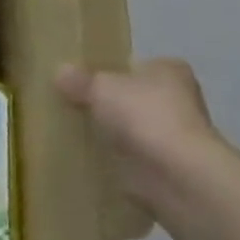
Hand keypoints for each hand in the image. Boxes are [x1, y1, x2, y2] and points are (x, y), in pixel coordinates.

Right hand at [55, 58, 226, 206]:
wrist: (175, 173)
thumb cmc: (144, 115)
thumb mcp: (101, 88)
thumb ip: (80, 80)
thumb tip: (60, 71)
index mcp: (169, 70)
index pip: (134, 66)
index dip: (109, 72)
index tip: (82, 83)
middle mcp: (179, 99)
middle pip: (133, 98)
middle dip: (110, 106)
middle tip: (74, 108)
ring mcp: (176, 136)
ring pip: (134, 129)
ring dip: (114, 135)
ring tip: (76, 135)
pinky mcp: (168, 167)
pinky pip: (134, 158)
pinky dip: (118, 161)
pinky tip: (92, 161)